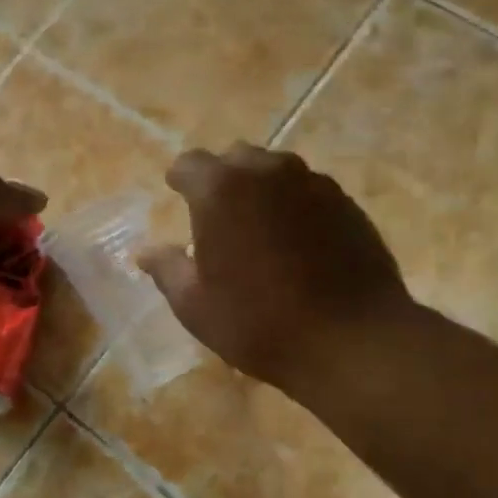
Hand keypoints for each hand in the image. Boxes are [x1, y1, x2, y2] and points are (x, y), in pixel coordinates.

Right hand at [140, 144, 415, 393]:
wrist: (352, 340)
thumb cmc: (259, 323)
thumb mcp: (195, 306)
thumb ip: (167, 269)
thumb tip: (144, 251)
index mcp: (220, 190)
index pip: (189, 164)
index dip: (180, 180)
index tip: (176, 196)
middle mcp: (267, 172)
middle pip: (235, 158)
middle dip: (221, 178)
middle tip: (217, 215)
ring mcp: (313, 183)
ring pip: (276, 170)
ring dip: (260, 188)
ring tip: (259, 227)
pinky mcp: (347, 203)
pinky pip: (308, 190)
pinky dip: (294, 204)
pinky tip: (297, 241)